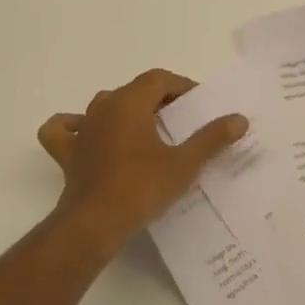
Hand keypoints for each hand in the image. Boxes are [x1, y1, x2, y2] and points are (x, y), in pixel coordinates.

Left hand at [38, 68, 247, 252]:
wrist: (94, 224)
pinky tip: (86, 135)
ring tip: (148, 129)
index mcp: (130, 102)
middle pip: (135, 90)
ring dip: (127, 110)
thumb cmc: (141, 188)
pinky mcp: (68, 153)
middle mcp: (103, 106)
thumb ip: (212, 138)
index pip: (159, 79)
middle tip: (183, 120)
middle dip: (160, 99)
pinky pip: (65, 129)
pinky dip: (74, 127)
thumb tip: (239, 119)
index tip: (200, 105)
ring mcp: (82, 129)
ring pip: (105, 105)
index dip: (182, 86)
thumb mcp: (184, 163)